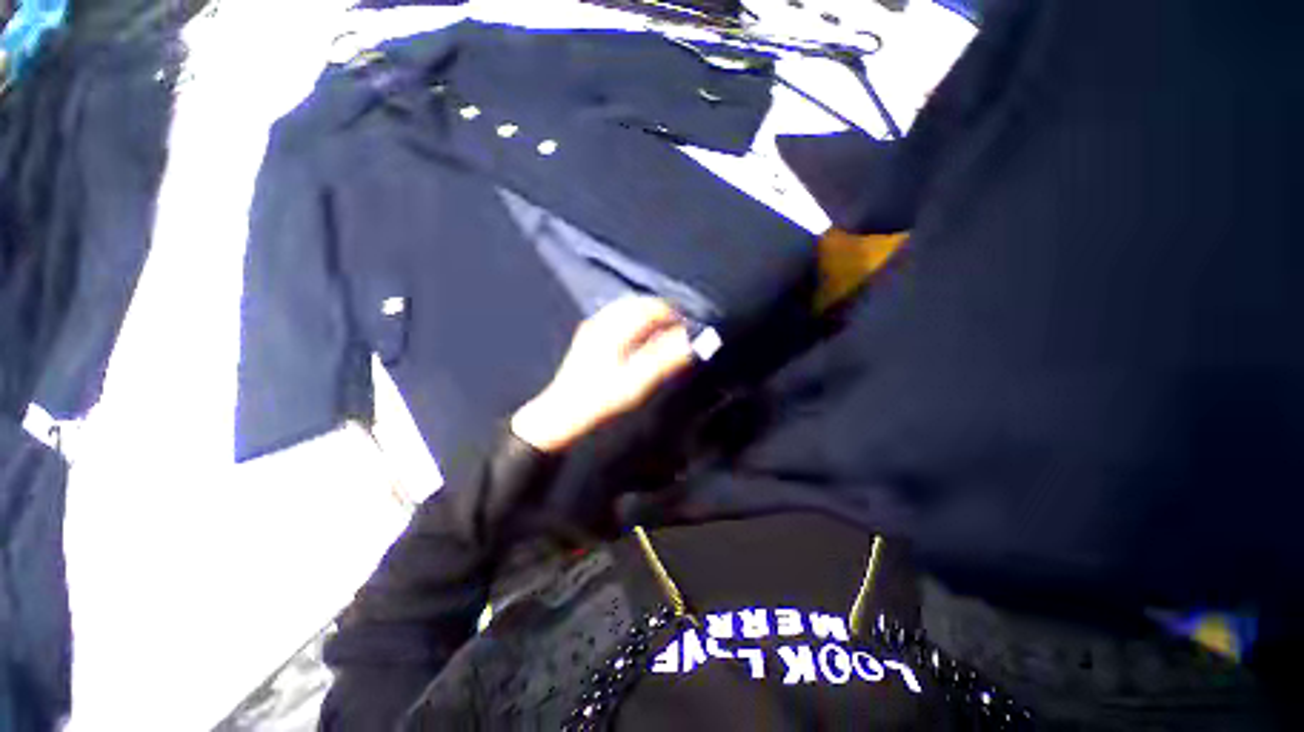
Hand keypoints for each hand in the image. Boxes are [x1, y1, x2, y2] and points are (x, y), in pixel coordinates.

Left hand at [511, 297, 695, 452]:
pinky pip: (616, 316)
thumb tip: (691, 338)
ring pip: (626, 308)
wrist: (562, 413)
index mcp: (615, 328)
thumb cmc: (601, 399)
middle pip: (638, 304)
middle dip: (662, 311)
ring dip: (648, 314)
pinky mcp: (588, 336)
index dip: (673, 314)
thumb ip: (666, 357)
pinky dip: (634, 319)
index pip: (651, 308)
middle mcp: (603, 321)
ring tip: (663, 330)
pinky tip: (638, 335)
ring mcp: (593, 327)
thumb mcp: (637, 382)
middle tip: (678, 328)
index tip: (688, 328)